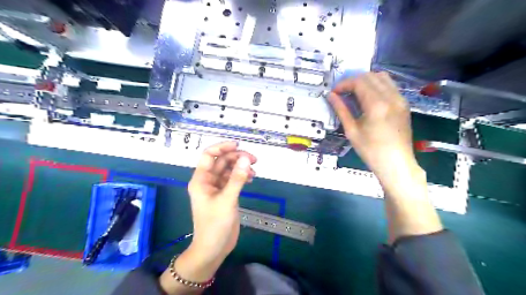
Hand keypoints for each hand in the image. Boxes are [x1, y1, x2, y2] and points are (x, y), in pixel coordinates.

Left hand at [189, 142, 256, 261]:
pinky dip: (242, 176)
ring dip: (241, 167)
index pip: (208, 155)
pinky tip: (251, 178)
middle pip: (222, 161)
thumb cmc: (215, 225)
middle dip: (237, 157)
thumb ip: (237, 179)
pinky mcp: (226, 194)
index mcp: (201, 180)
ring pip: (229, 169)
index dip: (222, 147)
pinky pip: (234, 179)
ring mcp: (217, 188)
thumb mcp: (227, 200)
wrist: (213, 248)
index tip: (238, 145)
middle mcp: (208, 181)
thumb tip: (245, 158)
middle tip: (253, 160)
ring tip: (254, 171)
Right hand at [328, 71, 441, 241]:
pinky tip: (368, 98)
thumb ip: (341, 110)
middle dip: (353, 81)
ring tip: (354, 93)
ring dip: (366, 81)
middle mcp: (391, 97)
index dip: (344, 84)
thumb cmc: (371, 151)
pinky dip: (376, 85)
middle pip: (370, 76)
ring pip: (382, 77)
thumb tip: (330, 96)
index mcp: (377, 104)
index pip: (359, 82)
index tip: (334, 93)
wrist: (396, 164)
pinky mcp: (404, 104)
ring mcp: (400, 99)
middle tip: (342, 93)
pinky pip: (390, 85)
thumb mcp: (352, 131)